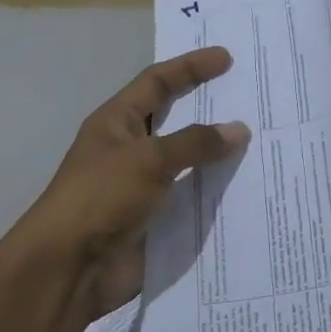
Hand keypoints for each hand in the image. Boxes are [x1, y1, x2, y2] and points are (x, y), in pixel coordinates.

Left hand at [14, 48, 248, 318]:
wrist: (68, 271)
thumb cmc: (100, 199)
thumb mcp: (148, 160)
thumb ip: (195, 143)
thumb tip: (239, 129)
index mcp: (117, 123)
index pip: (157, 82)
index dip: (190, 67)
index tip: (227, 59)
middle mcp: (130, 149)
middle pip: (176, 119)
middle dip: (210, 108)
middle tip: (250, 98)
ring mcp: (144, 186)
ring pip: (189, 162)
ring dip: (219, 155)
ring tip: (262, 142)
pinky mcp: (156, 220)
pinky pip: (193, 199)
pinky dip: (217, 193)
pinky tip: (250, 188)